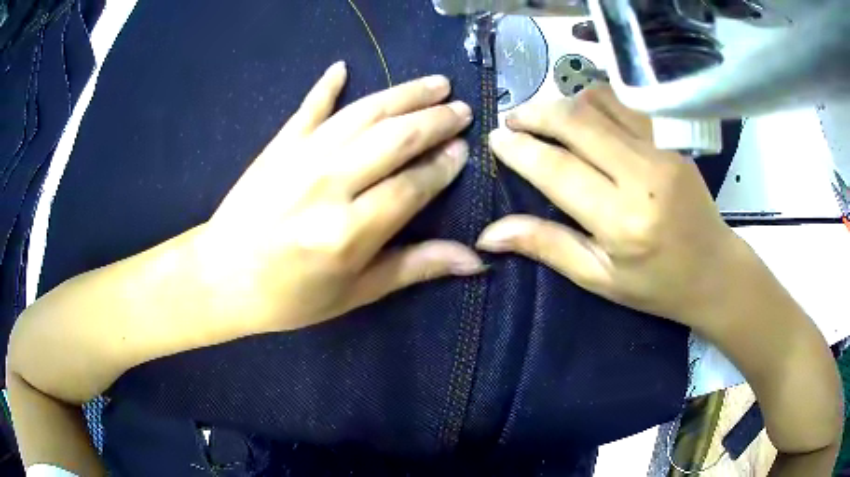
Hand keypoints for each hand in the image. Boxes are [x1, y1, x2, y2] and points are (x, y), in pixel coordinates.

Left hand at [193, 62, 483, 331]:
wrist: (221, 277)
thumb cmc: (289, 297)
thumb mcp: (355, 294)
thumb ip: (414, 268)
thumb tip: (474, 260)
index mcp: (349, 232)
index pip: (413, 185)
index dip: (443, 165)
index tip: (463, 150)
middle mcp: (329, 185)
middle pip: (395, 138)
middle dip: (436, 120)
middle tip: (462, 109)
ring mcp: (300, 157)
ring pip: (363, 114)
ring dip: (404, 94)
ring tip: (435, 84)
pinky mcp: (278, 145)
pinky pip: (308, 107)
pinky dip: (326, 86)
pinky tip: (342, 67)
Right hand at [477, 87, 740, 326]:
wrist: (714, 270)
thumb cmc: (657, 284)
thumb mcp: (599, 277)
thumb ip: (547, 246)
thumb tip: (488, 234)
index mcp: (622, 221)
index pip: (558, 169)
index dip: (520, 149)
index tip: (495, 139)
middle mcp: (643, 176)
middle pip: (577, 121)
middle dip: (535, 113)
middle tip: (513, 120)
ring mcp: (662, 149)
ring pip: (600, 101)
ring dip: (564, 102)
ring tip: (546, 116)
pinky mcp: (674, 137)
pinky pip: (626, 102)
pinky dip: (597, 98)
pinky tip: (586, 113)